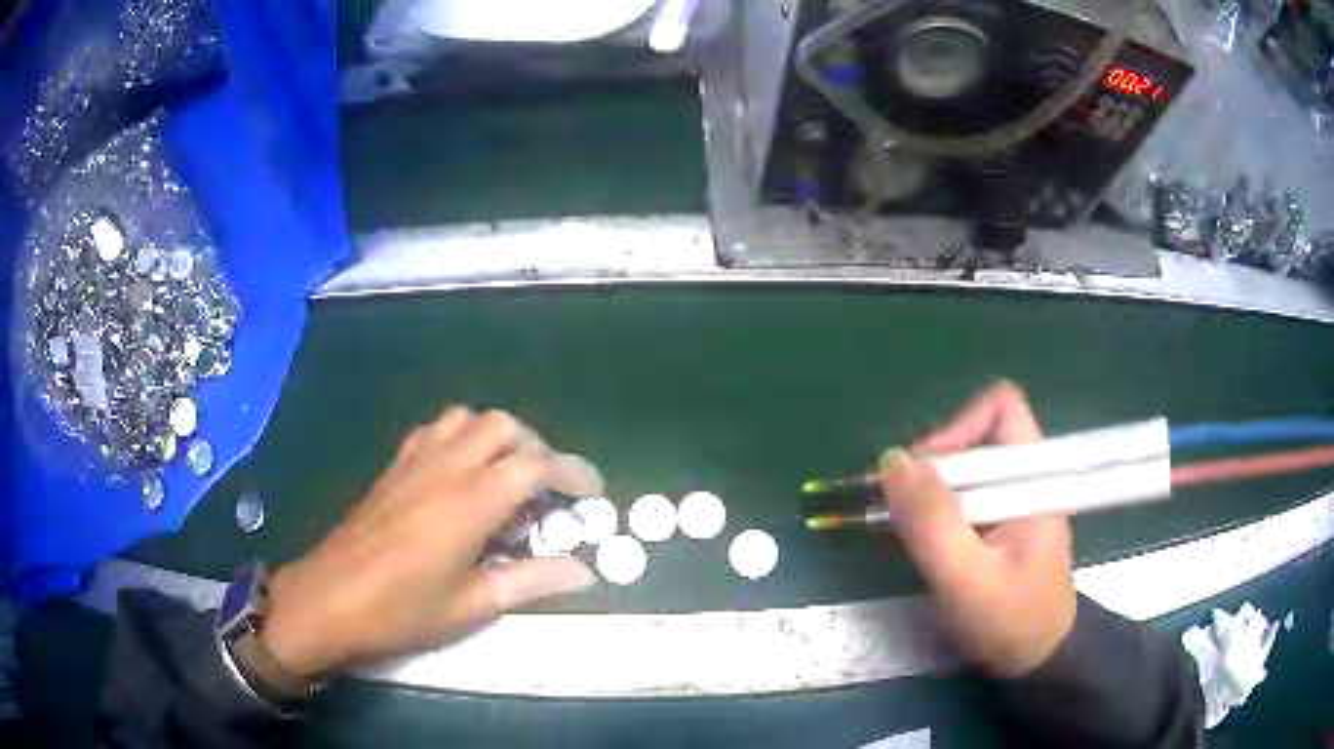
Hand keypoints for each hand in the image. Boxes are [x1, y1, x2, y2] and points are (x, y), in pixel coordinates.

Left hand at [258, 408, 602, 679]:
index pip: (535, 466)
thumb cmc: (402, 610)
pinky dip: (463, 438)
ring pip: (467, 418)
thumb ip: (531, 581)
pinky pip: (436, 430)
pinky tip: (462, 475)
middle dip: (536, 447)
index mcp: (469, 503)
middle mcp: (445, 467)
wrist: (330, 598)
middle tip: (549, 488)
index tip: (592, 492)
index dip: (572, 472)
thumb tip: (586, 572)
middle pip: (502, 426)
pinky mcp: (394, 467)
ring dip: (498, 437)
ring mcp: (414, 462)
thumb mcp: (472, 605)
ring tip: (508, 476)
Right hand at [879, 382, 1075, 676]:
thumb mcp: (966, 579)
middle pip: (973, 435)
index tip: (924, 476)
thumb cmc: (1010, 621)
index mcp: (1034, 475)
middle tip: (901, 513)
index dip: (958, 428)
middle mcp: (1025, 475)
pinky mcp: (998, 519)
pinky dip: (934, 511)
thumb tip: (891, 459)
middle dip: (932, 468)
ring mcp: (1012, 497)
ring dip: (928, 493)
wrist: (1036, 659)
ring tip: (906, 532)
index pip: (999, 408)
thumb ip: (932, 521)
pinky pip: (960, 495)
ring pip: (962, 466)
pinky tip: (921, 543)